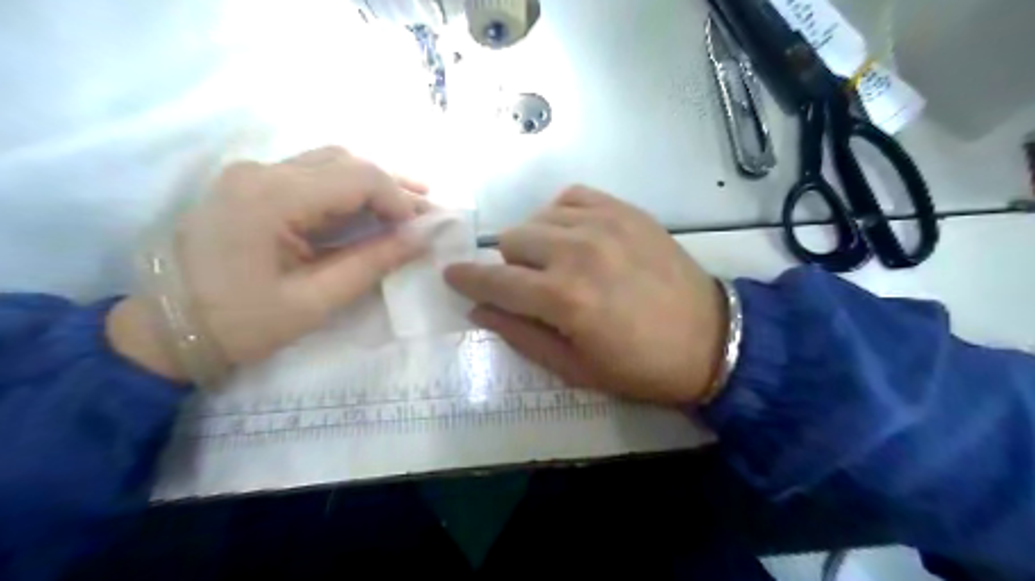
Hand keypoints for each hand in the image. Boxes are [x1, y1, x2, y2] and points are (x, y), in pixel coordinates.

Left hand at [108, 146, 426, 380]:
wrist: (164, 330)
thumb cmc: (239, 325)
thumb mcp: (314, 301)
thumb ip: (371, 263)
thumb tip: (421, 238)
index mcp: (271, 198)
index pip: (358, 177)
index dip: (400, 199)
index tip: (424, 229)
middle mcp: (261, 171)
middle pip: (347, 161)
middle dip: (393, 187)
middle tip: (428, 213)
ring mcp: (252, 174)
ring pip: (332, 162)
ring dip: (373, 184)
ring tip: (409, 207)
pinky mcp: (252, 186)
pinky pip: (313, 175)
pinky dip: (349, 190)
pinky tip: (371, 208)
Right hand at [445, 186, 726, 402]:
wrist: (710, 338)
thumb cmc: (639, 366)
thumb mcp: (574, 368)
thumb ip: (520, 335)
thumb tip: (479, 309)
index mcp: (563, 299)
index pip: (494, 281)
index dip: (467, 279)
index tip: (452, 276)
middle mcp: (577, 252)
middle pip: (511, 240)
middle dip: (509, 266)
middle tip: (529, 286)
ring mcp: (603, 224)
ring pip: (537, 218)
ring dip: (535, 243)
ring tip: (556, 263)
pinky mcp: (624, 210)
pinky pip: (570, 196)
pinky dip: (561, 215)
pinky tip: (574, 236)